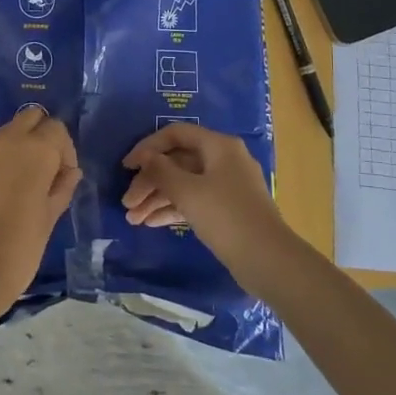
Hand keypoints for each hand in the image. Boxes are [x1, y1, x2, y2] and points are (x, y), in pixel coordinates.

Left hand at [0, 107, 81, 315]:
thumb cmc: (20, 247)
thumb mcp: (50, 218)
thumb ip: (62, 188)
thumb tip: (70, 172)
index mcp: (36, 151)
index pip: (57, 128)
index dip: (65, 150)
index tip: (64, 177)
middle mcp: (7, 142)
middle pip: (30, 117)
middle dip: (41, 134)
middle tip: (44, 169)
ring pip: (5, 133)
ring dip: (18, 147)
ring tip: (21, 183)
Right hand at [121, 124, 298, 295]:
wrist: (268, 260)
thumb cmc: (226, 216)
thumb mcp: (188, 191)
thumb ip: (161, 171)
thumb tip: (145, 157)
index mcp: (218, 146)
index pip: (176, 134)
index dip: (148, 147)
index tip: (126, 167)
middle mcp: (223, 160)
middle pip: (177, 161)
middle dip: (150, 181)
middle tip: (127, 203)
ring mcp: (226, 186)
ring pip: (184, 184)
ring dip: (157, 198)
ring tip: (133, 219)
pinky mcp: (226, 210)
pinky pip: (194, 201)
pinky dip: (173, 209)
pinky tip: (150, 223)